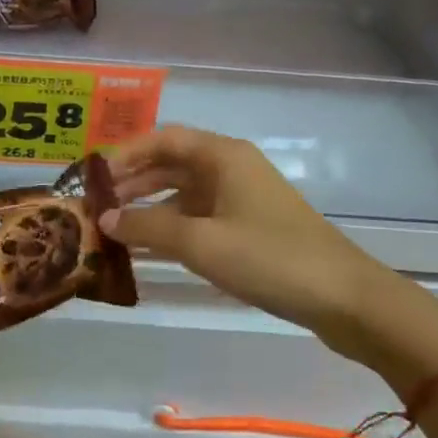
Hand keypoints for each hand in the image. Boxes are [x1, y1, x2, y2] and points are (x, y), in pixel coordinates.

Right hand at [99, 127, 437, 384]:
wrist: (345, 298)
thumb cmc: (269, 258)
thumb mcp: (201, 243)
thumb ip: (148, 227)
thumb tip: (105, 217)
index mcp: (222, 156)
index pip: (163, 139)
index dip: (125, 153)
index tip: (93, 177)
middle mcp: (231, 167)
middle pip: (172, 163)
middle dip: (133, 181)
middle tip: (97, 205)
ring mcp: (243, 197)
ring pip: (184, 192)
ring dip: (150, 206)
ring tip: (115, 228)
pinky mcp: (251, 226)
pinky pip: (200, 216)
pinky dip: (173, 226)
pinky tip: (151, 247)